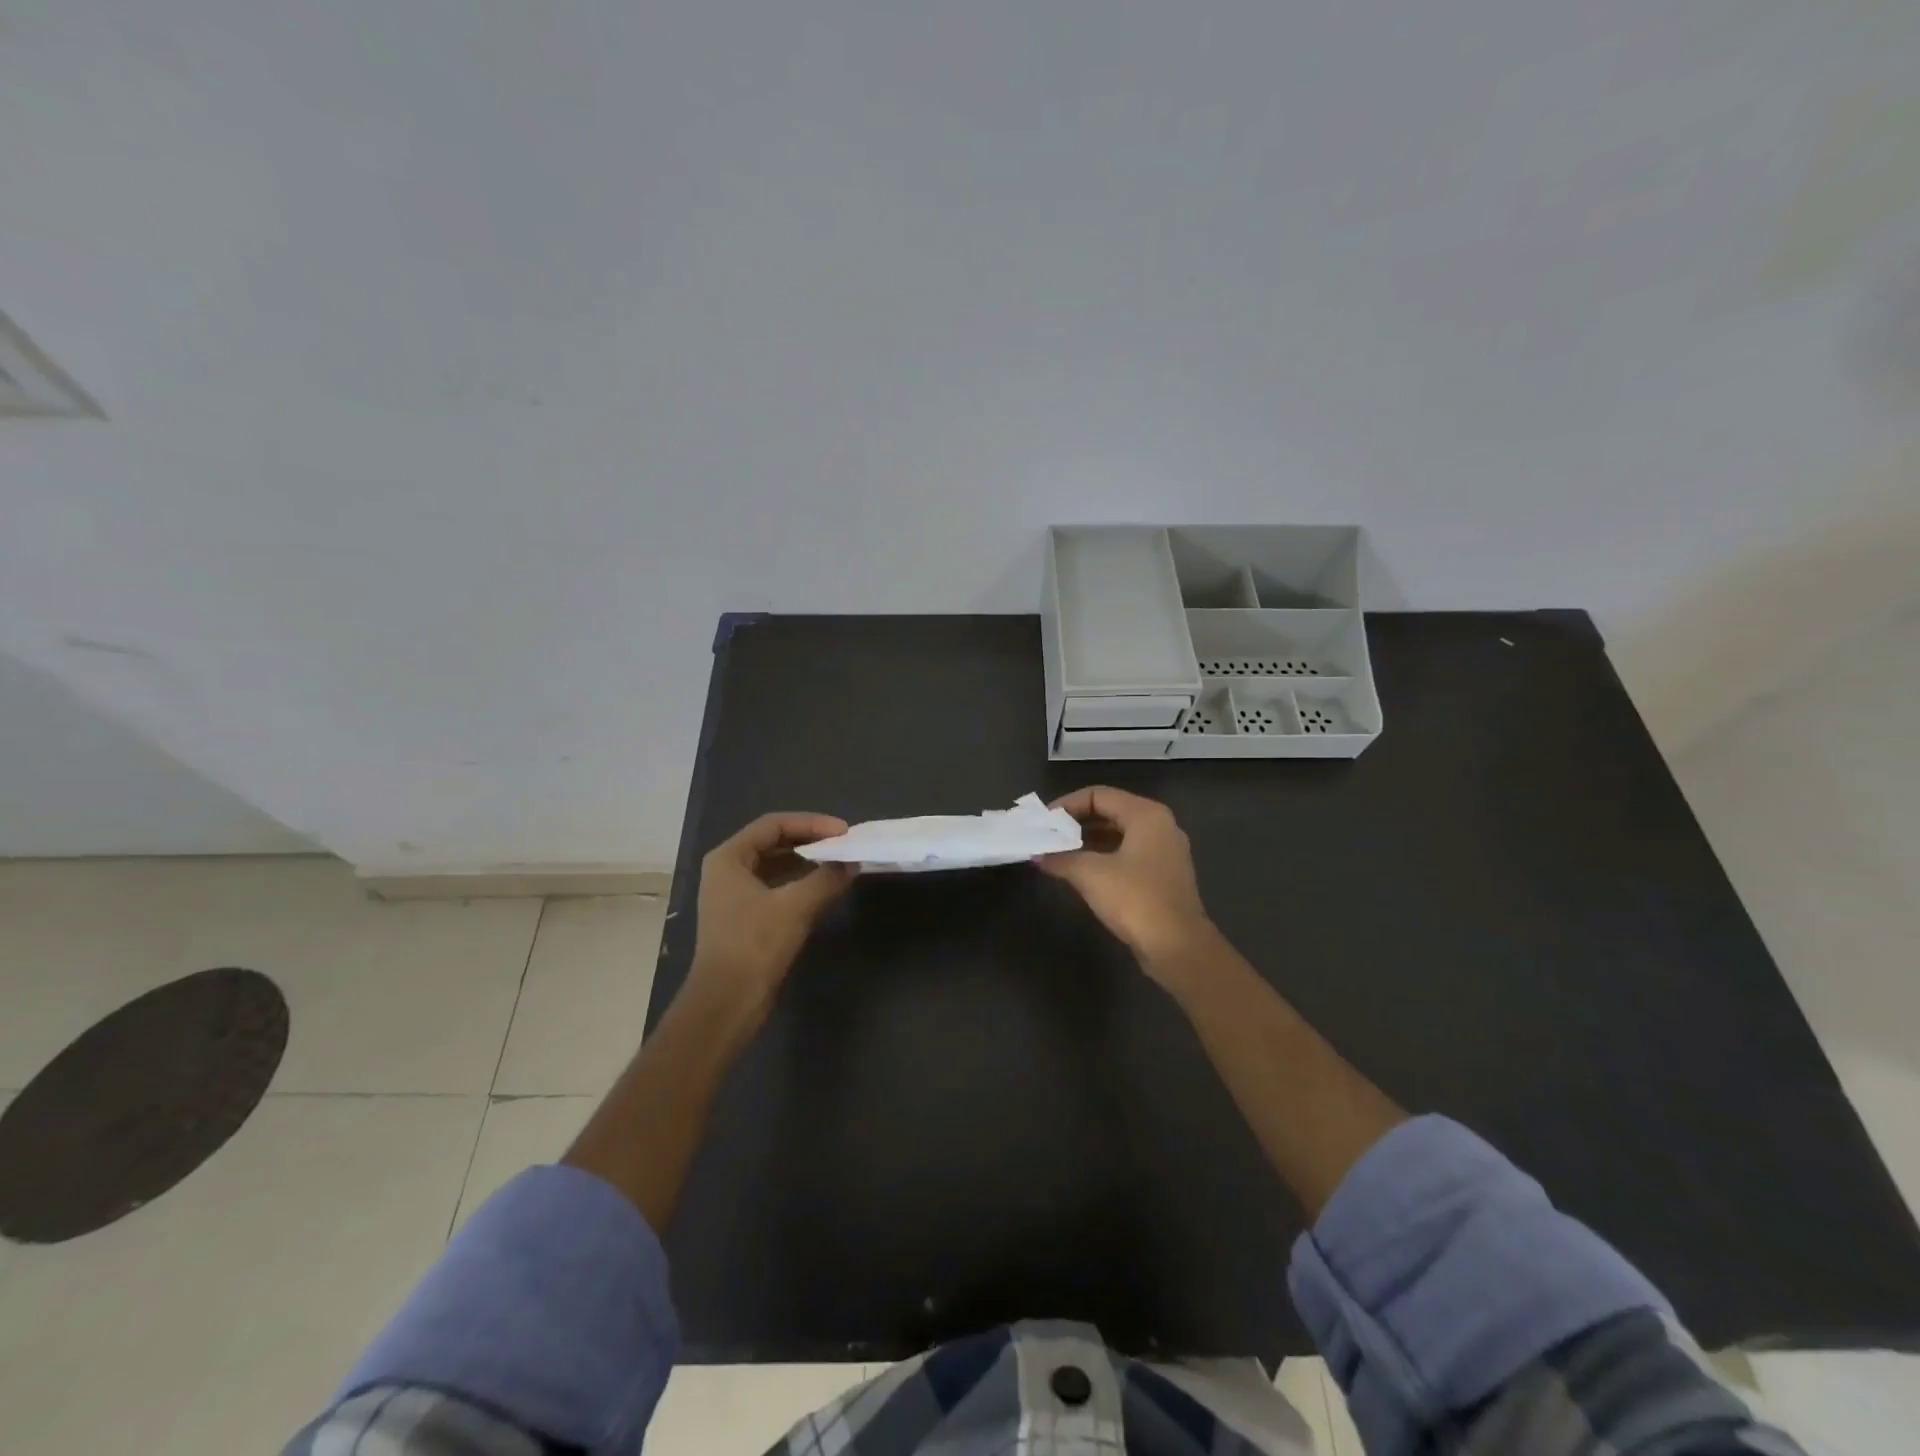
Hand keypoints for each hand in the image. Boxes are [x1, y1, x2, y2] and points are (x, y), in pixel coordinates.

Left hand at [689, 812, 853, 1013]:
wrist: (727, 1003)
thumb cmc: (755, 945)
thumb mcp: (795, 906)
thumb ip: (826, 878)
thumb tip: (852, 863)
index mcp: (729, 858)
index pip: (774, 825)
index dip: (811, 823)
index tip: (843, 831)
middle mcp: (728, 870)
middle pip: (775, 842)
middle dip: (811, 841)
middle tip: (844, 844)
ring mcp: (735, 895)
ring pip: (777, 866)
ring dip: (809, 862)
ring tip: (841, 862)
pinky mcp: (746, 918)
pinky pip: (778, 887)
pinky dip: (802, 883)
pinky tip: (826, 887)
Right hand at [1037, 786, 1212, 969]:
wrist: (1178, 948)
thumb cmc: (1135, 900)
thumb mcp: (1090, 874)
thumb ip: (1061, 858)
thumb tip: (1038, 856)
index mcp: (1146, 815)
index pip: (1099, 795)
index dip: (1067, 804)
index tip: (1044, 821)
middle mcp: (1160, 826)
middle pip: (1110, 812)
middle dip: (1076, 823)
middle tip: (1048, 835)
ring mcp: (1165, 851)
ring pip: (1119, 834)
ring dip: (1088, 841)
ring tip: (1058, 852)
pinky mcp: (1163, 875)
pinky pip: (1128, 854)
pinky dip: (1103, 856)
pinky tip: (1081, 871)